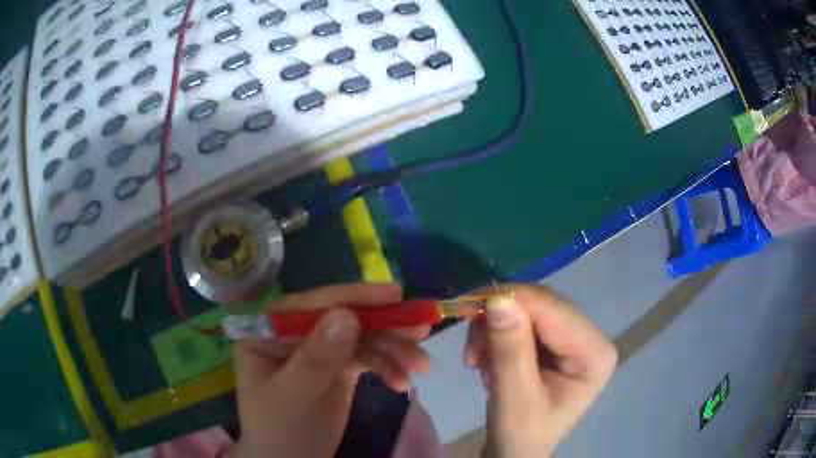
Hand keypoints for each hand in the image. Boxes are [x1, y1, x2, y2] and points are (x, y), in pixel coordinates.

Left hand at [227, 283, 430, 457]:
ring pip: (360, 338)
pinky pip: (366, 358)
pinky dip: (388, 367)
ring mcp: (318, 352)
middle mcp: (294, 335)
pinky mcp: (337, 369)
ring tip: (422, 364)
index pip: (312, 305)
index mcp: (269, 332)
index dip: (353, 297)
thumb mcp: (294, 395)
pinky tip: (403, 383)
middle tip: (422, 328)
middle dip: (383, 325)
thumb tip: (347, 315)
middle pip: (342, 318)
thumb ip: (316, 357)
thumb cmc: (280, 431)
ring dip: (393, 349)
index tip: (395, 295)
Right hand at [465, 285, 616, 456]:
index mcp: (595, 354)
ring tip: (477, 361)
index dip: (512, 301)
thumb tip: (498, 298)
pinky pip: (521, 319)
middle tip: (470, 348)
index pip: (554, 311)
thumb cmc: (520, 435)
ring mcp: (573, 337)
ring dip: (494, 329)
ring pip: (528, 308)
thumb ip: (510, 351)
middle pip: (542, 305)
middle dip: (500, 319)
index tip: (467, 307)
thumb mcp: (514, 399)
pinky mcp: (555, 340)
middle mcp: (590, 338)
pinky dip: (496, 334)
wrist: (515, 451)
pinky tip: (487, 359)